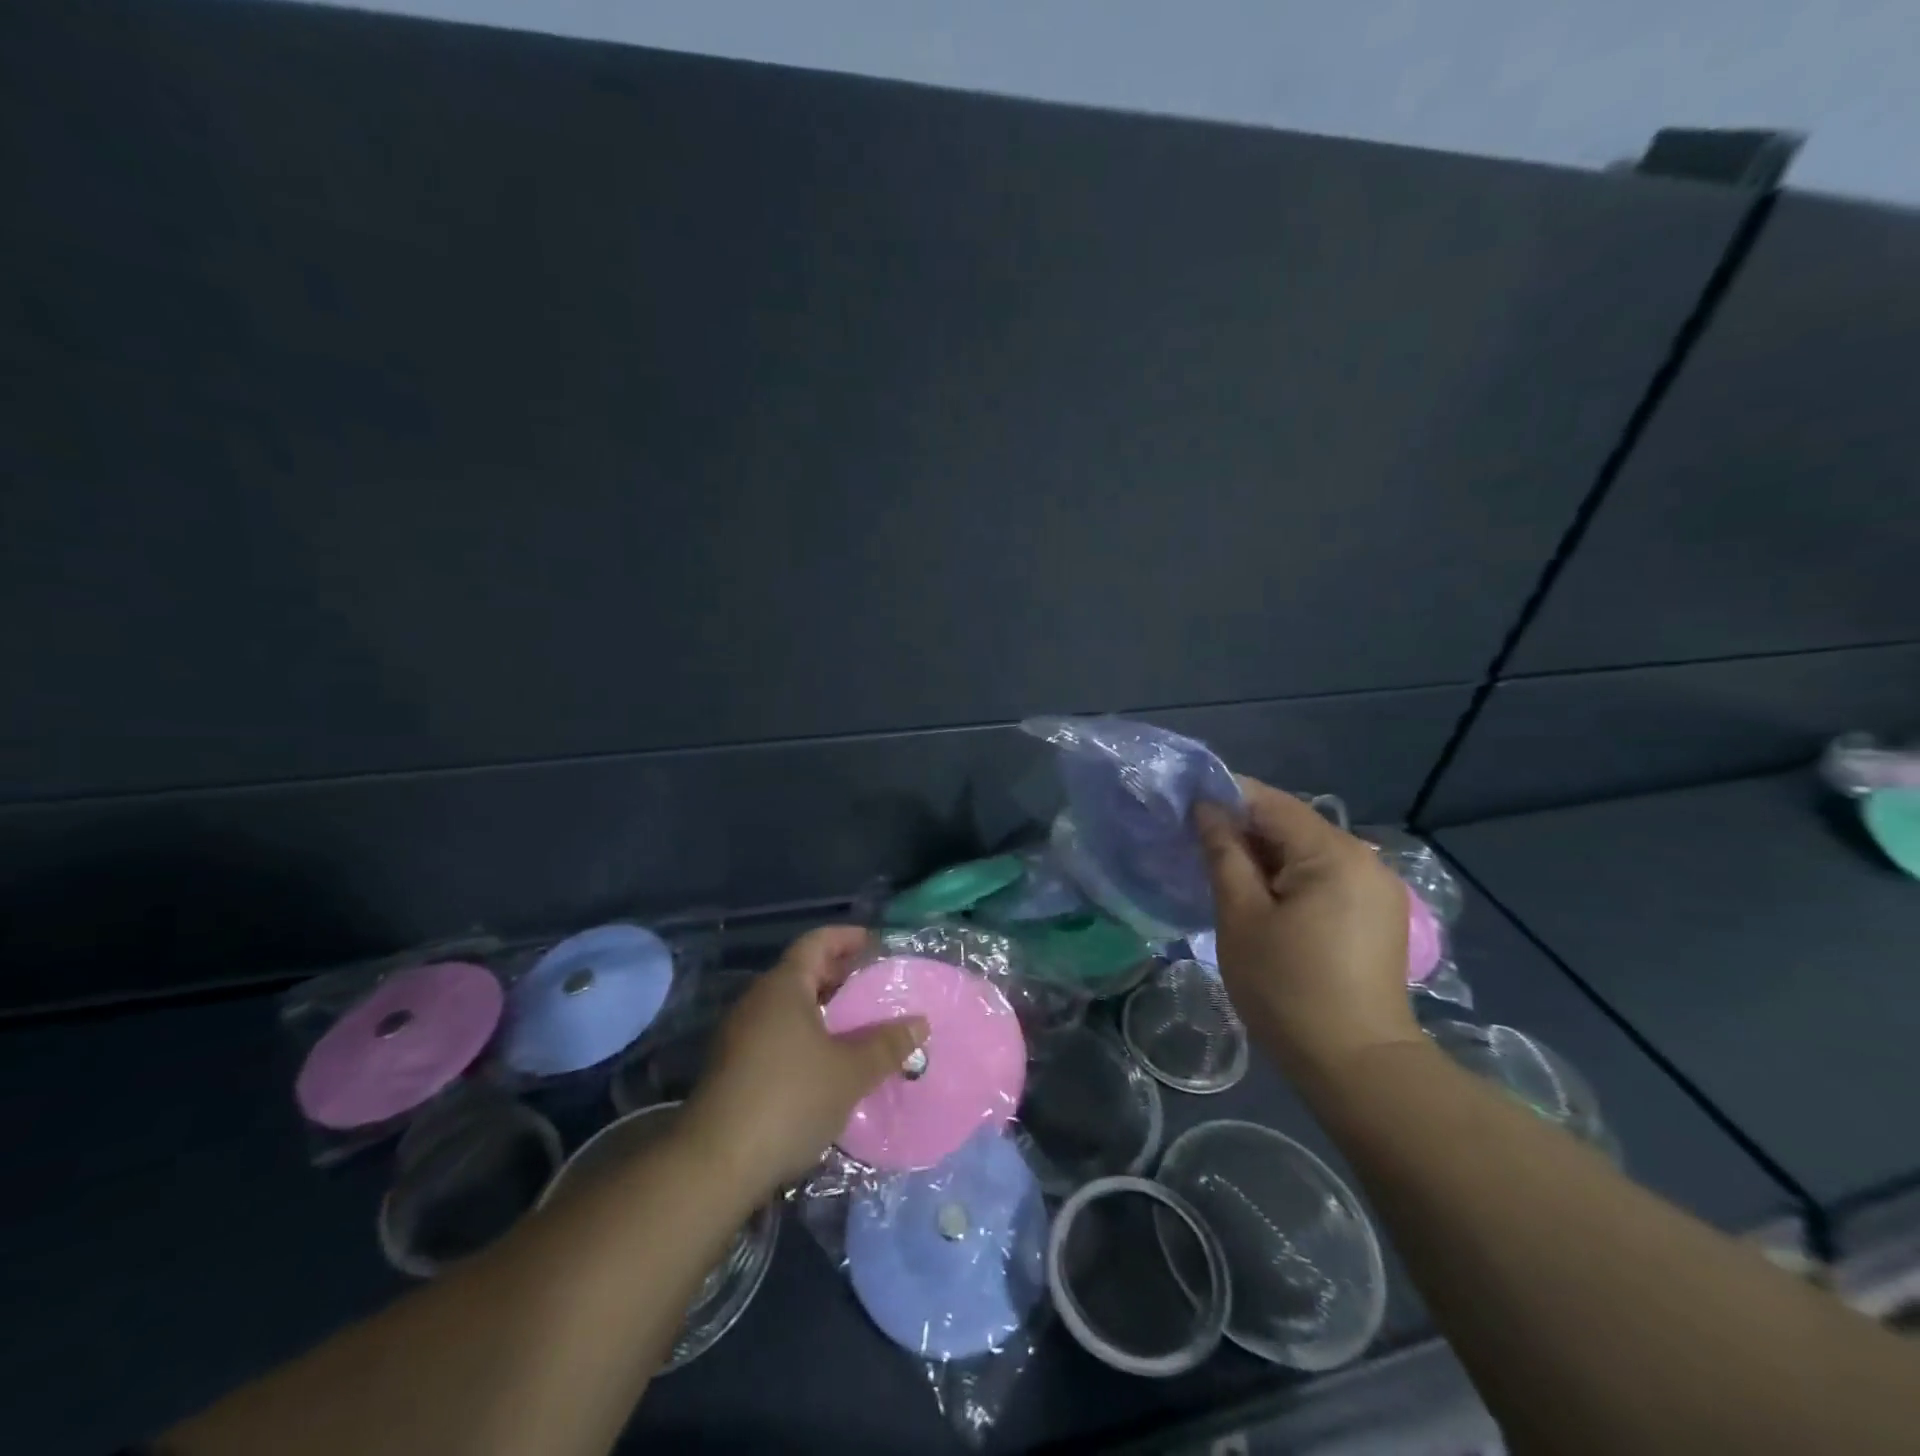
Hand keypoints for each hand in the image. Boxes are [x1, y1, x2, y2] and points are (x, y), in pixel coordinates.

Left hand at [682, 926, 927, 1197]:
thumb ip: (886, 1044)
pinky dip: (804, 1034)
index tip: (875, 943)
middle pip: (802, 971)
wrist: (715, 1164)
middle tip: (873, 986)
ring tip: (857, 1025)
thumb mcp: (850, 1072)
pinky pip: (776, 1032)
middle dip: (838, 974)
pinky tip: (826, 1062)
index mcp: (784, 986)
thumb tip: (920, 1022)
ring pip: (788, 1005)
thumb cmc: (789, 1100)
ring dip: (822, 1008)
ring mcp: (739, 1034)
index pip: (817, 942)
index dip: (847, 937)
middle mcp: (758, 1000)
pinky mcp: (732, 1066)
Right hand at [1194, 777, 1422, 1087]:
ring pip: (1308, 850)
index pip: (1270, 802)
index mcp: (1333, 853)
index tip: (1185, 809)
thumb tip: (1206, 809)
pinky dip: (1291, 877)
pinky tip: (1265, 900)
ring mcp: (1378, 886)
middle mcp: (1365, 858)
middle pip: (1292, 824)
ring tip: (1225, 874)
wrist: (1357, 1066)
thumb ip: (1224, 854)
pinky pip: (1326, 875)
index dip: (1224, 798)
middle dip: (1243, 830)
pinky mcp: (1378, 913)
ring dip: (1266, 855)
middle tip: (1197, 847)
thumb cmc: (1288, 989)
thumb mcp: (1241, 917)